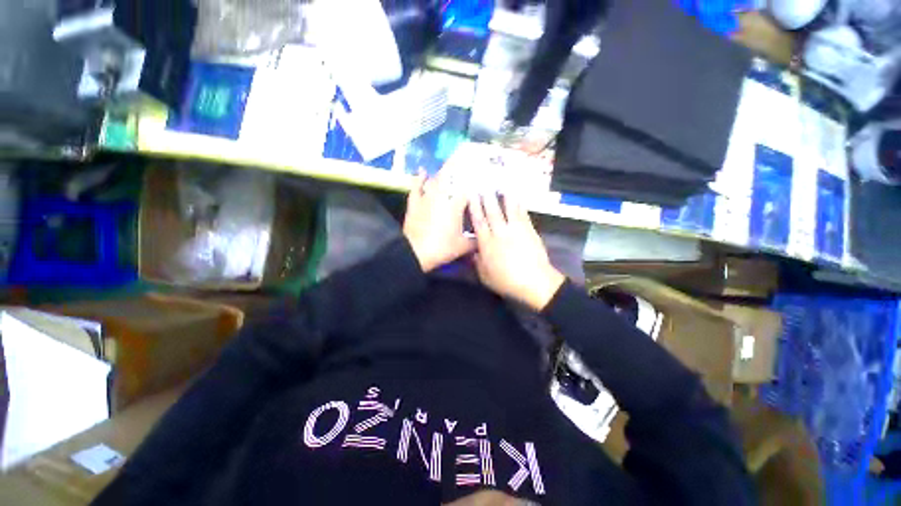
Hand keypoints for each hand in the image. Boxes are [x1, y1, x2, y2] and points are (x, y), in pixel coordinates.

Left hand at [403, 172, 474, 271]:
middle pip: (451, 177)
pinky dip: (420, 178)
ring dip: (443, 173)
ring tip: (451, 167)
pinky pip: (417, 187)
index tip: (481, 176)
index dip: (474, 181)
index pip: (467, 188)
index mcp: (455, 205)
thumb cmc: (442, 248)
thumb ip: (476, 241)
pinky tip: (423, 171)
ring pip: (435, 180)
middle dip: (459, 166)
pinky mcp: (414, 203)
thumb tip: (484, 239)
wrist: (415, 253)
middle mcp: (441, 196)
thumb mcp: (463, 247)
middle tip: (466, 159)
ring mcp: (426, 198)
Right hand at [469, 193, 564, 310]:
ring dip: (505, 196)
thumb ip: (477, 262)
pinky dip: (520, 205)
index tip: (471, 195)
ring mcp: (516, 230)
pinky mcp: (529, 231)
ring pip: (509, 210)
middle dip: (487, 197)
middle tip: (484, 184)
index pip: (479, 222)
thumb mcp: (485, 276)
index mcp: (487, 244)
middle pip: (492, 212)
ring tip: (502, 184)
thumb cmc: (507, 281)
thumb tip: (473, 252)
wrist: (535, 282)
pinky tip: (518, 198)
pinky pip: (523, 214)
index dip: (474, 207)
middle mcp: (500, 233)